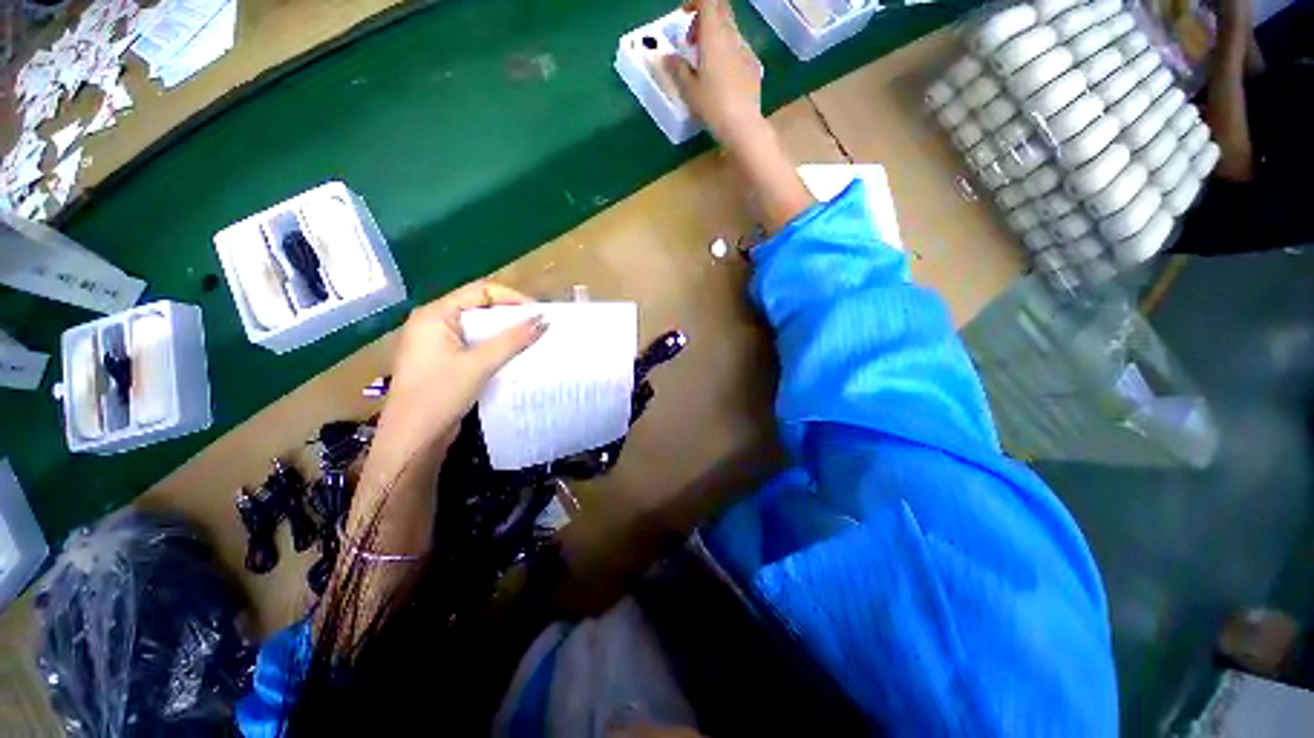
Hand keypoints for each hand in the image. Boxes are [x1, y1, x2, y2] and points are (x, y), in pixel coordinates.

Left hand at [379, 281, 545, 456]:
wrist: (412, 439)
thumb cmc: (440, 395)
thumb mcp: (479, 364)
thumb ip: (512, 340)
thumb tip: (543, 321)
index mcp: (435, 315)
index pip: (480, 291)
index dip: (512, 298)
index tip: (538, 313)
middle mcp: (434, 323)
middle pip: (479, 307)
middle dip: (511, 315)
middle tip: (539, 326)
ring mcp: (437, 343)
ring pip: (479, 328)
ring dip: (505, 332)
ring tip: (532, 339)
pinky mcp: (443, 361)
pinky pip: (475, 344)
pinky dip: (495, 347)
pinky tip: (514, 355)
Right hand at [666, 0, 767, 150]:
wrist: (742, 125)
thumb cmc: (712, 106)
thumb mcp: (689, 89)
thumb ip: (677, 68)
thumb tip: (667, 57)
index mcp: (714, 35)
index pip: (707, 0)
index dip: (694, 1)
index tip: (684, 14)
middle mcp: (732, 36)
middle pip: (720, 9)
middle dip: (704, 18)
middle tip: (692, 42)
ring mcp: (746, 50)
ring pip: (730, 30)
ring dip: (715, 37)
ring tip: (704, 65)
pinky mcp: (754, 66)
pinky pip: (739, 49)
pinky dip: (727, 53)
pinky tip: (721, 79)